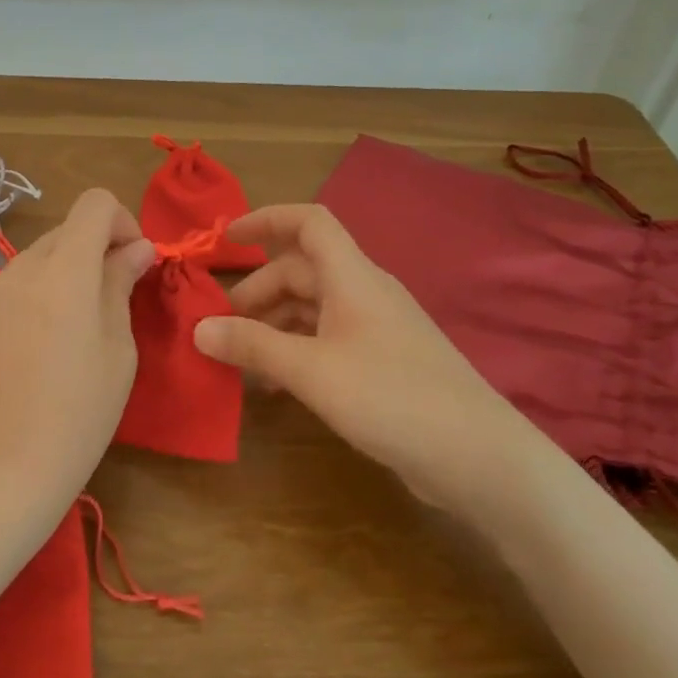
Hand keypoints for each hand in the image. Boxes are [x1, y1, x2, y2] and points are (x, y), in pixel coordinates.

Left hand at [0, 189, 157, 554]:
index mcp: (64, 270)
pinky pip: (22, 282)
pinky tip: (54, 342)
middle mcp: (23, 267)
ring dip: (73, 270)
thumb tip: (136, 248)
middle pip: (68, 229)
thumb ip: (121, 285)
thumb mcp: (117, 349)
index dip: (124, 222)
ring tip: (88, 325)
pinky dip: (47, 290)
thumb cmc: (77, 415)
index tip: (136, 265)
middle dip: (101, 248)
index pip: (94, 204)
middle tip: (121, 297)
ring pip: (44, 255)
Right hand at [192, 203, 549, 518]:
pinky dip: (295, 352)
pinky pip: (326, 341)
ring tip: (239, 359)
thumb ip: (253, 345)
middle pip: (302, 271)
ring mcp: (376, 330)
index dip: (266, 220)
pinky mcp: (383, 364)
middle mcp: (365, 294)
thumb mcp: (311, 370)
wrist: (478, 458)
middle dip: (257, 291)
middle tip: (221, 326)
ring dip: (272, 326)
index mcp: (352, 278)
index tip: (226, 239)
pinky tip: (274, 386)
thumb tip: (199, 328)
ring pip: (312, 309)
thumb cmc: (391, 397)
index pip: (309, 223)